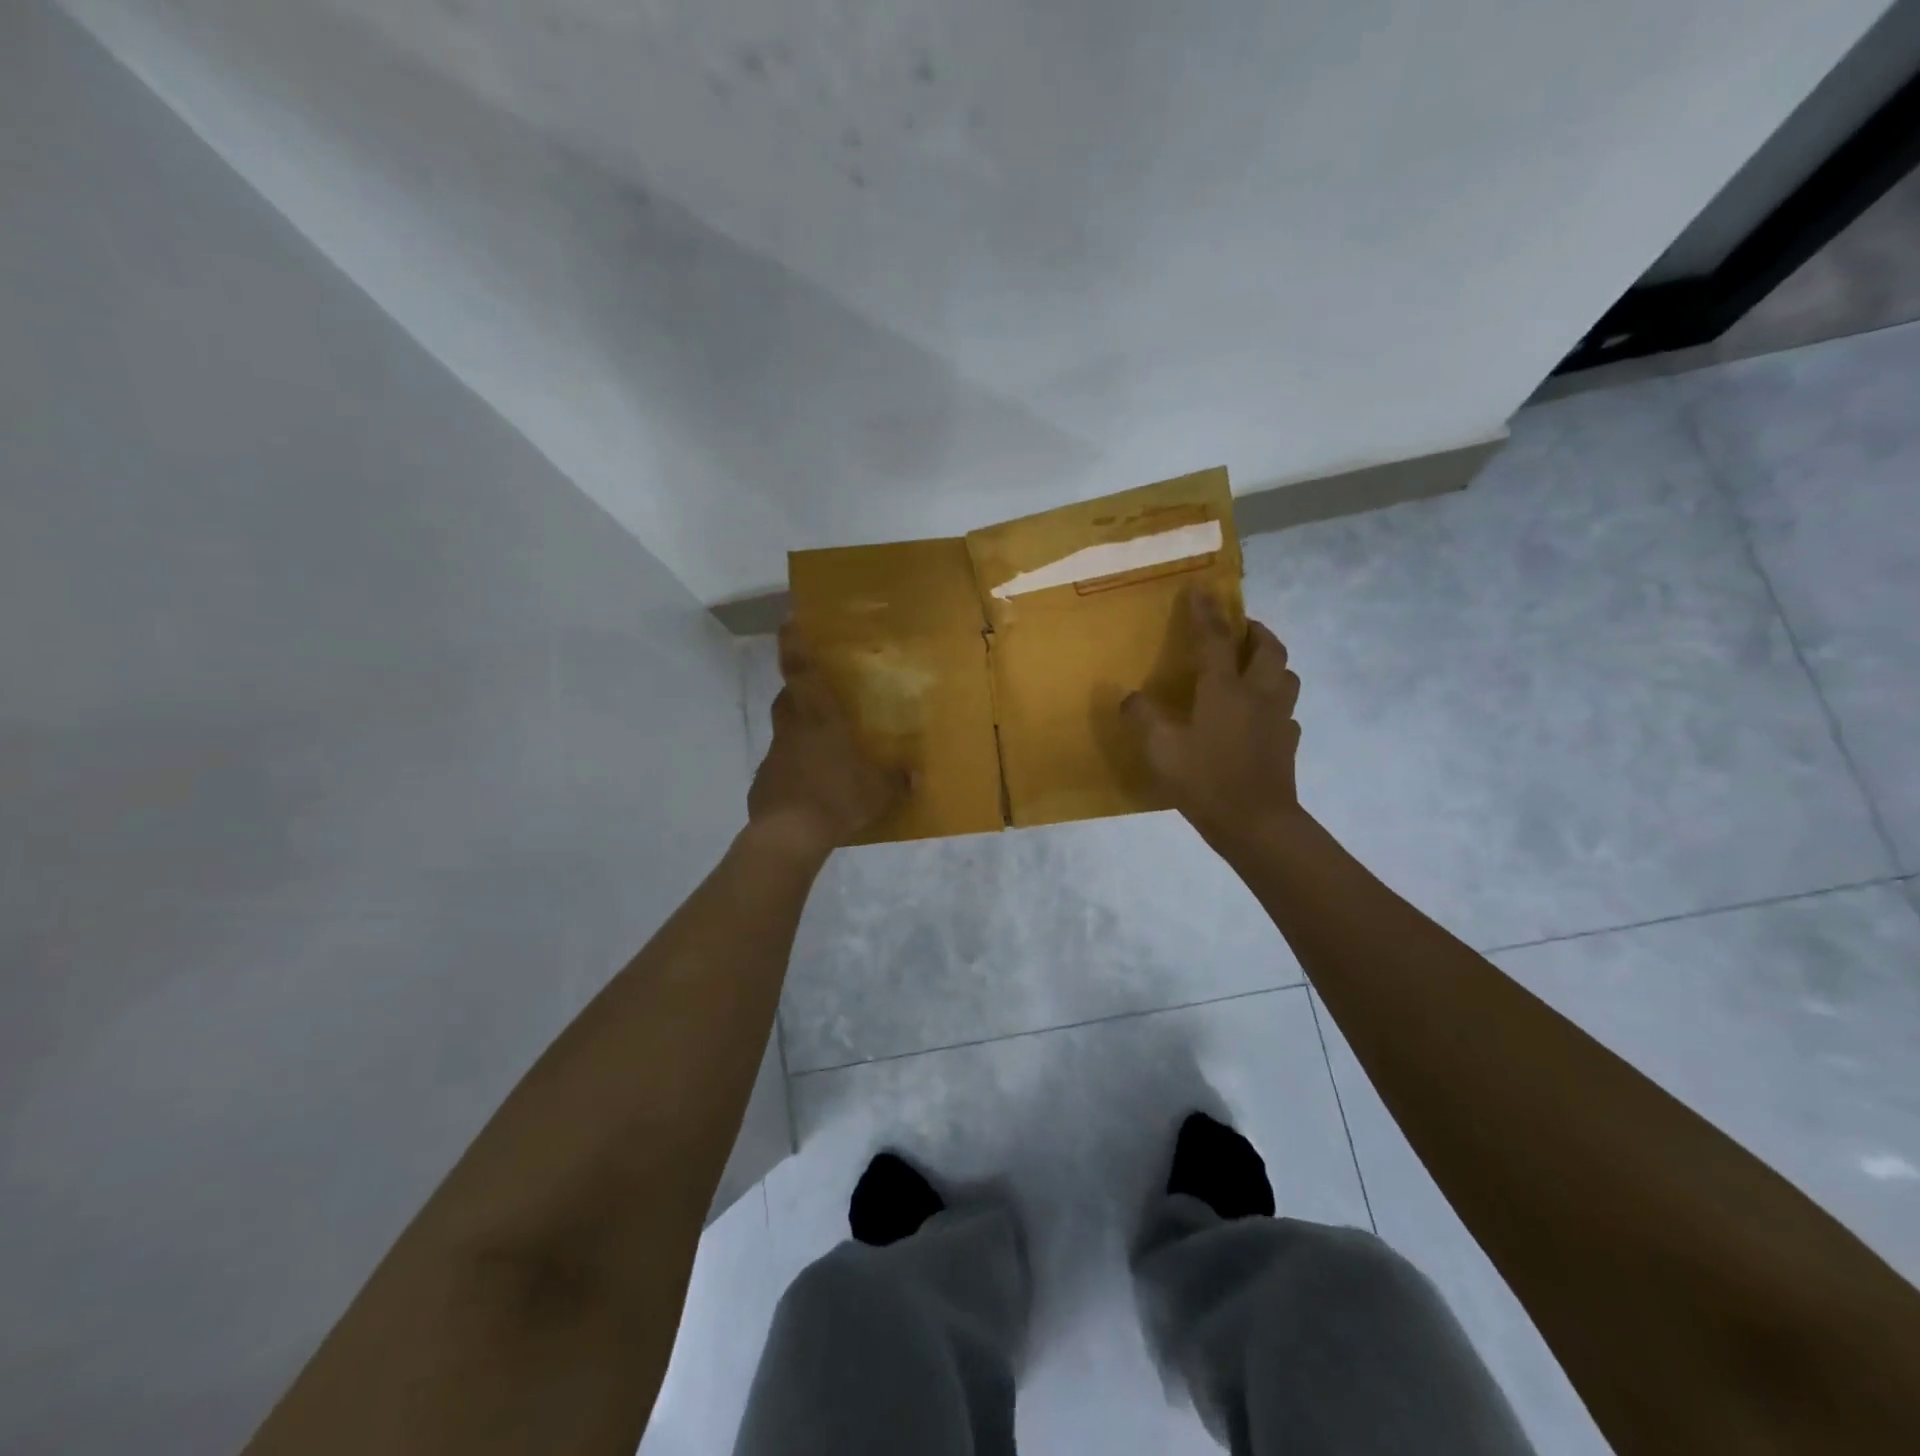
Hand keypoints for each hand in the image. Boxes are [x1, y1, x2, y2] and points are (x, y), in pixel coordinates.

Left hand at [747, 622, 907, 858]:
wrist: (789, 836)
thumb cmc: (837, 798)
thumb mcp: (879, 791)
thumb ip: (897, 780)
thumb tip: (915, 776)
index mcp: (819, 719)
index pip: (800, 670)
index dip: (793, 644)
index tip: (788, 622)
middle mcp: (791, 730)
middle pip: (788, 698)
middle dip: (798, 692)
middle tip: (818, 697)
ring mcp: (774, 757)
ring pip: (784, 733)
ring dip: (798, 734)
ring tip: (821, 750)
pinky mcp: (764, 784)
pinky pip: (781, 768)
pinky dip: (793, 770)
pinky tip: (810, 788)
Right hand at [1124, 588, 1302, 852]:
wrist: (1257, 824)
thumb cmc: (1206, 781)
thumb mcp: (1161, 750)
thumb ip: (1143, 719)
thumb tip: (1129, 697)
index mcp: (1224, 690)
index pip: (1216, 639)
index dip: (1207, 612)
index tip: (1202, 589)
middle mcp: (1257, 695)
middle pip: (1269, 648)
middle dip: (1255, 630)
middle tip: (1240, 628)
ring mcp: (1279, 720)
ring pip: (1286, 676)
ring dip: (1272, 663)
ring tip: (1253, 668)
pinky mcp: (1288, 744)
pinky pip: (1286, 711)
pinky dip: (1275, 703)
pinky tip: (1259, 718)